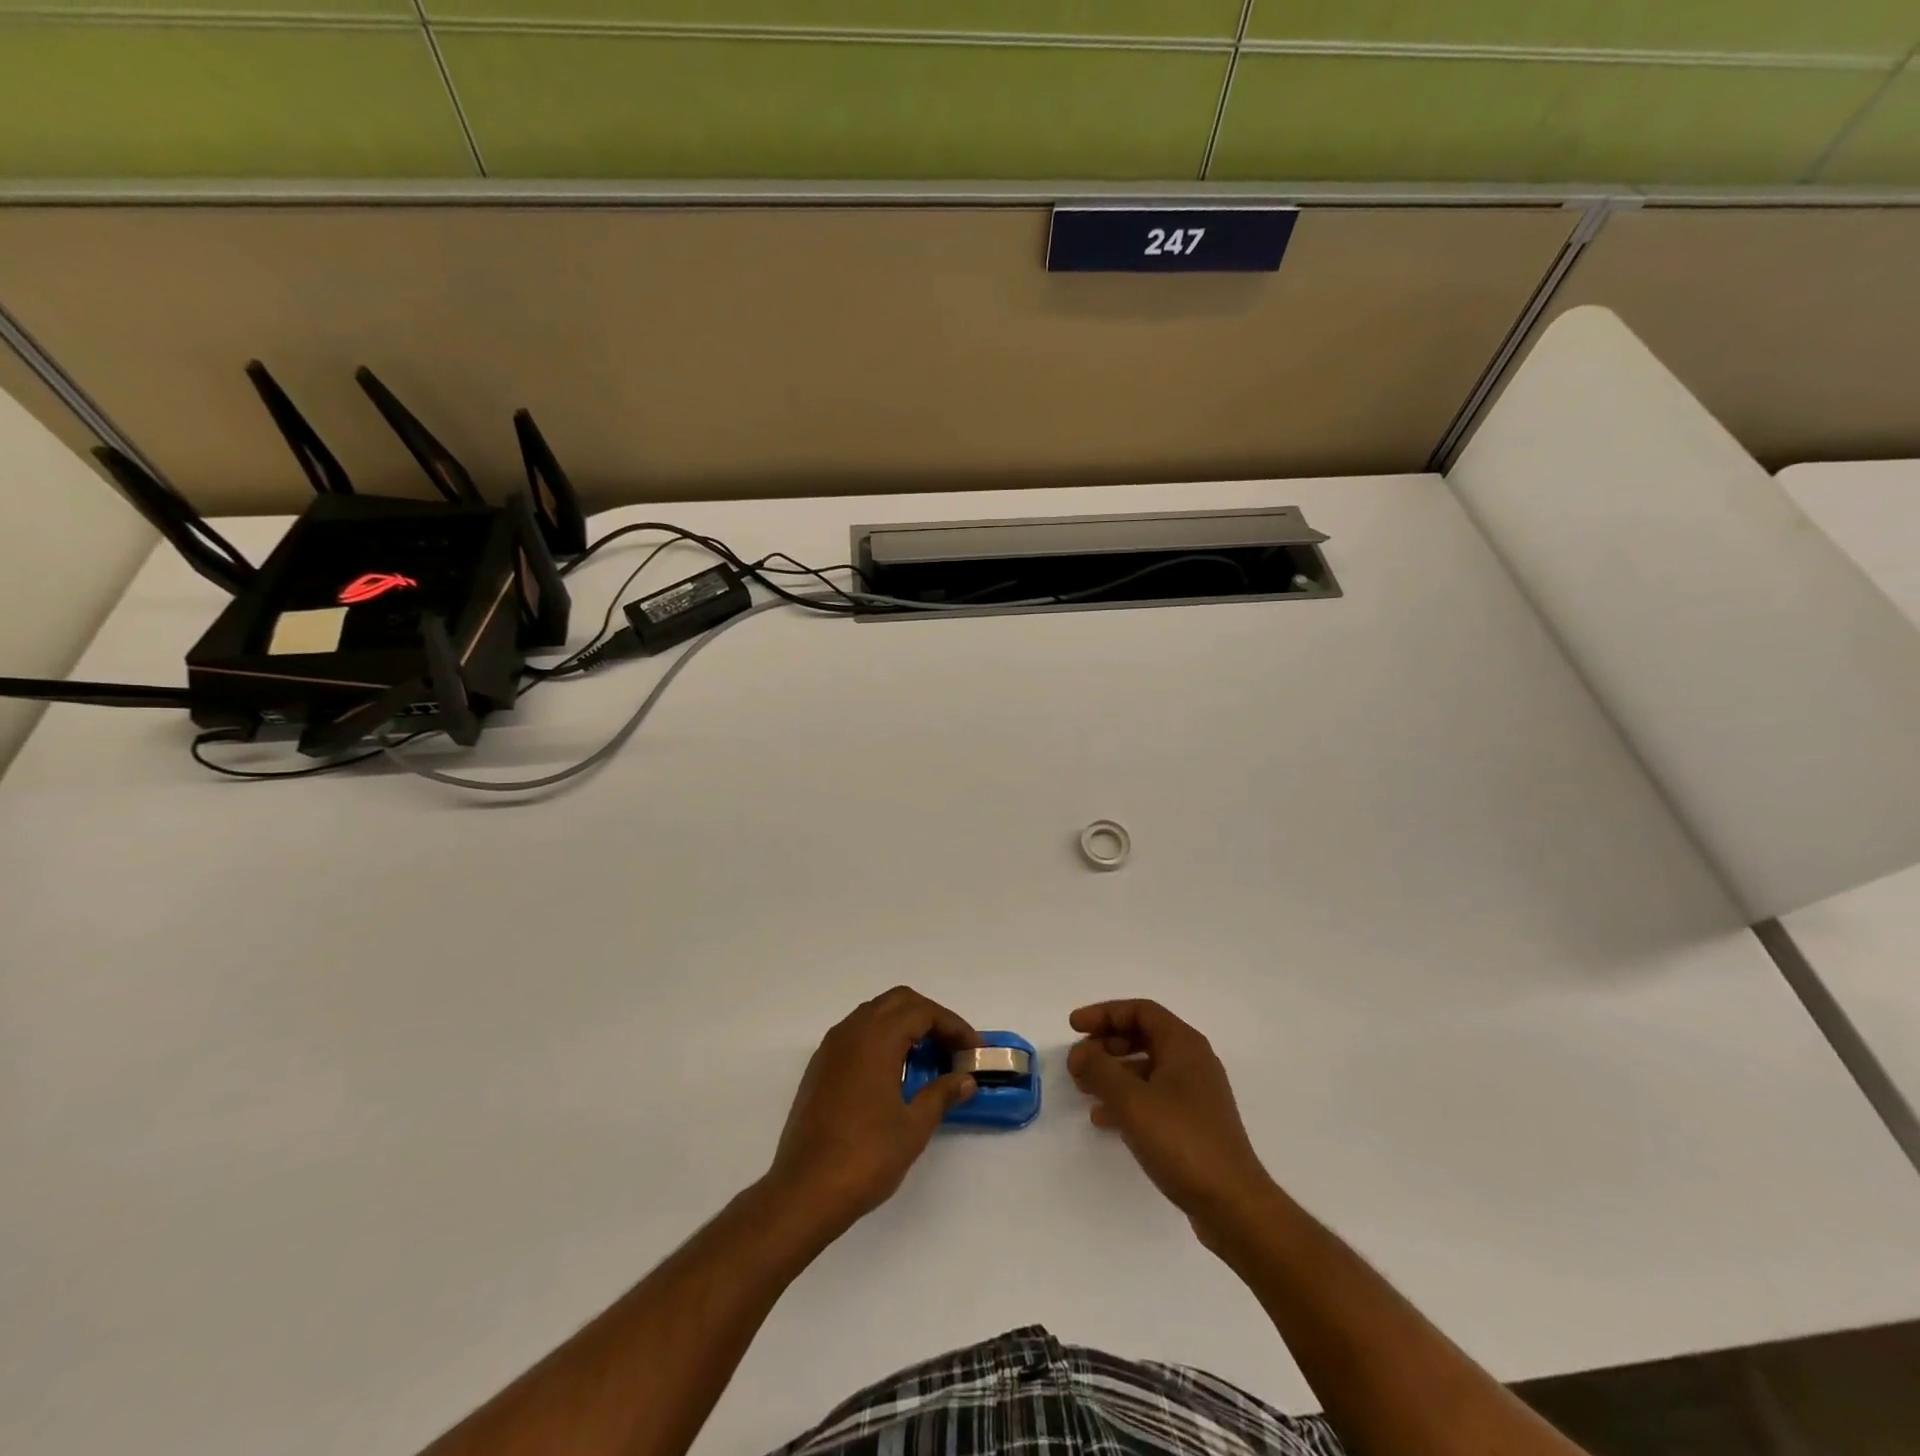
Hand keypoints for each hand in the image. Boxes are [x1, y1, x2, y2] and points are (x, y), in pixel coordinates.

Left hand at [766, 986, 979, 1237]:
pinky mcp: (820, 1066)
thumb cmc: (865, 1156)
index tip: (972, 1050)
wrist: (804, 1191)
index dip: (953, 1026)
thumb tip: (965, 1080)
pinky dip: (881, 1038)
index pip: (922, 1011)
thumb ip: (942, 1095)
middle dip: (930, 1017)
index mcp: (876, 1038)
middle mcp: (851, 1031)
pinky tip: (894, 1071)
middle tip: (952, 1047)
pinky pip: (857, 1033)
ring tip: (928, 1058)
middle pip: (898, 1001)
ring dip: (904, 1025)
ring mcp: (831, 1047)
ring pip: (875, 1013)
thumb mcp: (913, 1127)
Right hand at [1068, 1000, 1276, 1237]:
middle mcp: (1192, 1062)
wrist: (1232, 1204)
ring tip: (1083, 1088)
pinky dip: (1126, 1099)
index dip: (1104, 1013)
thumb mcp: (1131, 1100)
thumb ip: (1099, 1069)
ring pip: (1146, 1068)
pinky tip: (1103, 1118)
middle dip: (1106, 1044)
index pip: (1140, 1011)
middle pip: (1142, 1036)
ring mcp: (1195, 1095)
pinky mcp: (1193, 1124)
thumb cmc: (1181, 1140)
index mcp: (1184, 1045)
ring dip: (1112, 1073)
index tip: (1074, 1027)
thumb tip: (1080, 1053)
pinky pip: (1153, 1097)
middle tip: (1078, 1060)